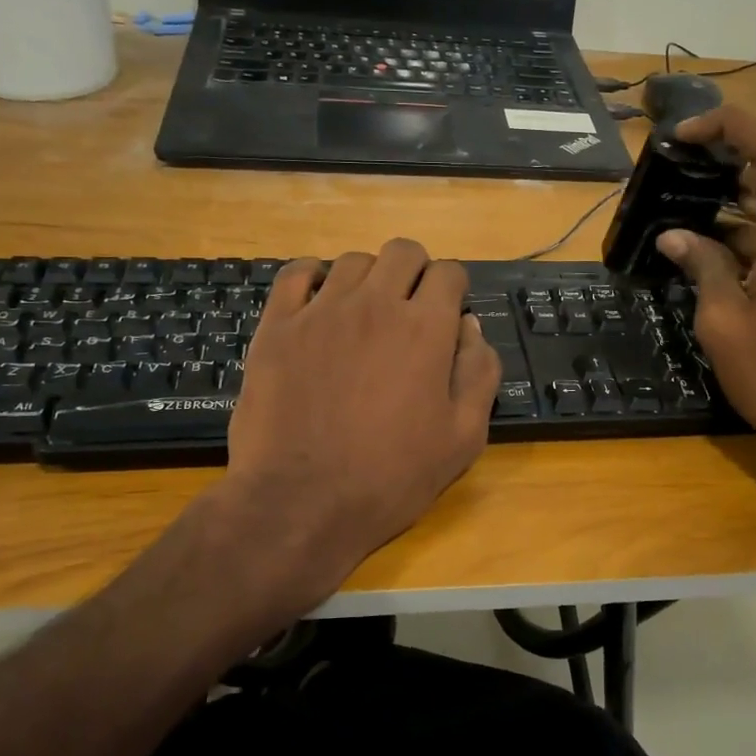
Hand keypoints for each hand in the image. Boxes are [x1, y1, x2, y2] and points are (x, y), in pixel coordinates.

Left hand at [221, 239, 500, 612]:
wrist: (300, 504)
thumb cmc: (390, 477)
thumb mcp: (463, 438)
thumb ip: (478, 373)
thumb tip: (470, 326)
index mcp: (425, 329)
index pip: (449, 273)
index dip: (454, 289)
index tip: (447, 314)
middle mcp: (375, 305)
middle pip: (403, 252)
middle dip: (416, 271)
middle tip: (410, 309)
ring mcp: (321, 311)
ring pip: (353, 261)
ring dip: (369, 277)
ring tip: (364, 313)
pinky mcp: (277, 326)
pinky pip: (296, 273)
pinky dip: (314, 276)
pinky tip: (319, 300)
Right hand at [656, 106, 755, 494]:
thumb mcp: (723, 322)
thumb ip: (702, 267)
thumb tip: (674, 236)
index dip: (732, 127)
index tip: (687, 135)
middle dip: (721, 169)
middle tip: (672, 177)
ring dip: (728, 212)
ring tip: (677, 220)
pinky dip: (745, 241)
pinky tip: (707, 257)